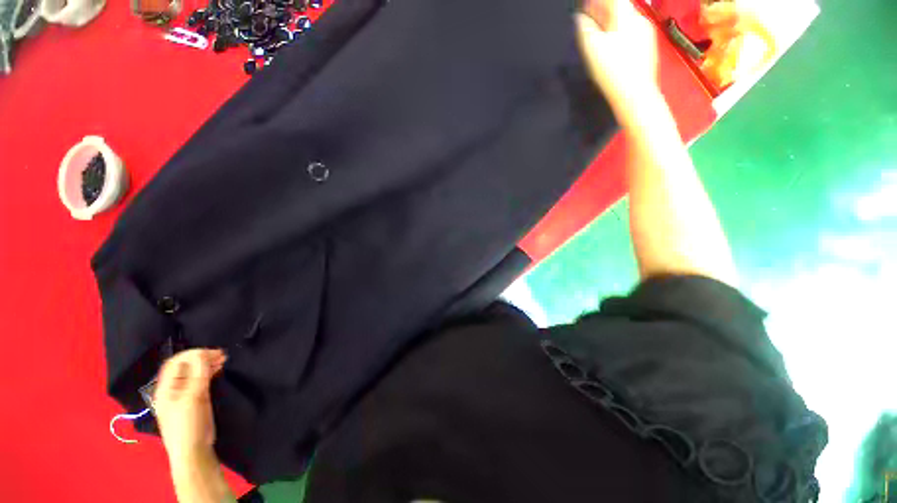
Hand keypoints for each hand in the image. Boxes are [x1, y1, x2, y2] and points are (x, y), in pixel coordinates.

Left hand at [154, 348, 226, 466]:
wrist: (193, 451)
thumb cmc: (189, 425)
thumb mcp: (193, 398)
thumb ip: (198, 375)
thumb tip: (202, 353)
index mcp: (166, 388)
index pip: (176, 362)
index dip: (193, 354)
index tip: (214, 352)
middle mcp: (173, 389)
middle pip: (185, 366)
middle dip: (202, 357)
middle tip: (222, 354)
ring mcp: (184, 395)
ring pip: (194, 373)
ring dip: (207, 364)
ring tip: (223, 359)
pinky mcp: (194, 400)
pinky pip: (200, 380)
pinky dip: (209, 372)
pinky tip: (218, 370)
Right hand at [576, 0, 660, 108]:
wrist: (635, 95)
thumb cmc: (612, 70)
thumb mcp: (592, 48)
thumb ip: (584, 29)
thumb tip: (579, 17)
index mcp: (626, 16)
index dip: (597, 1)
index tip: (585, 5)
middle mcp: (639, 19)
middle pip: (620, 7)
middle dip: (603, 9)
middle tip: (588, 16)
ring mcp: (646, 33)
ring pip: (626, 20)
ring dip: (610, 21)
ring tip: (597, 31)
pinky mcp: (647, 47)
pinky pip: (631, 32)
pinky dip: (619, 32)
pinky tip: (611, 45)